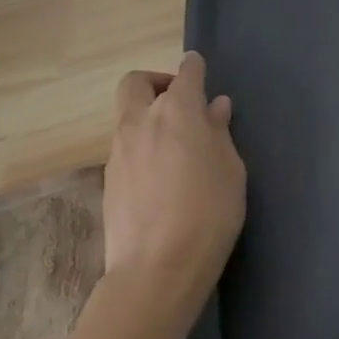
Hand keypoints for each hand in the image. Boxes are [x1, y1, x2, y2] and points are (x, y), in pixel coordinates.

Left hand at [106, 52, 246, 294]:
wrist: (156, 270)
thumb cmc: (209, 211)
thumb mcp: (231, 168)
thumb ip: (219, 133)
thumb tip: (214, 108)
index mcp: (178, 111)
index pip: (185, 73)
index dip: (194, 68)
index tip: (201, 69)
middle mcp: (142, 122)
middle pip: (136, 83)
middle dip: (156, 82)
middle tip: (180, 102)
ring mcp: (119, 152)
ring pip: (128, 117)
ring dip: (148, 118)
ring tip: (176, 145)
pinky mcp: (108, 181)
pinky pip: (125, 148)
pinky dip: (142, 147)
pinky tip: (162, 175)